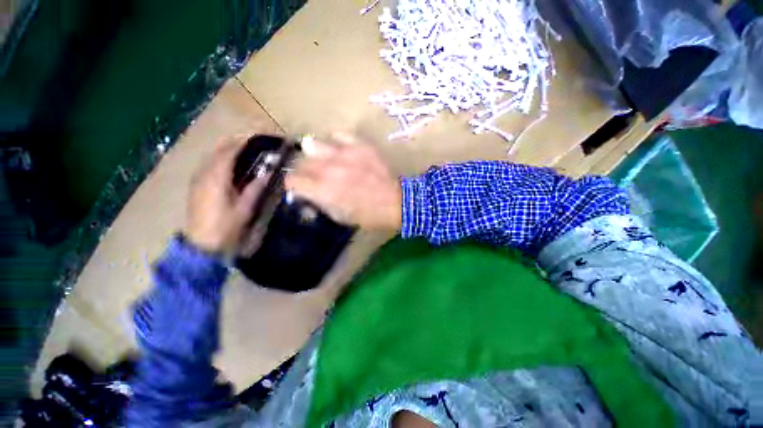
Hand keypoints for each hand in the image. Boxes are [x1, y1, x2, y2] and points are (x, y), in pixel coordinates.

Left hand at [185, 135, 268, 253]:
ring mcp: (199, 178)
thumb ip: (255, 188)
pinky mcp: (198, 184)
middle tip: (256, 140)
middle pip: (219, 148)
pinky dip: (223, 157)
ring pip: (214, 154)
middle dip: (237, 140)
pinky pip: (211, 163)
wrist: (202, 243)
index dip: (245, 141)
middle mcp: (204, 173)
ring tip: (249, 148)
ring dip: (230, 147)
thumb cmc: (225, 226)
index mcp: (216, 177)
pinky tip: (234, 163)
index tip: (261, 136)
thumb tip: (268, 173)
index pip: (230, 150)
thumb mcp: (245, 208)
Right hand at [285, 132, 401, 230]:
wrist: (396, 202)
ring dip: (315, 155)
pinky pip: (339, 135)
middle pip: (301, 163)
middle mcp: (328, 169)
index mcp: (323, 190)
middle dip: (303, 171)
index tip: (299, 188)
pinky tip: (341, 150)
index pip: (292, 180)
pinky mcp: (359, 145)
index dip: (293, 185)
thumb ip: (320, 203)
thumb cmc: (368, 215)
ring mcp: (344, 153)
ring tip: (325, 161)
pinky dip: (336, 142)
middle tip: (313, 177)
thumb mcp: (340, 217)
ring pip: (314, 145)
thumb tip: (308, 195)